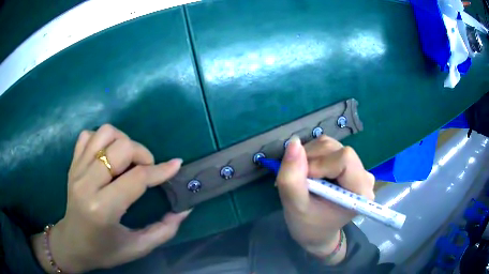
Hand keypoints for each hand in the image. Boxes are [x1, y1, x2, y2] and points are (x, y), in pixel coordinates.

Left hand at [31, 125, 190, 272]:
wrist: (72, 244)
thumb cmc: (105, 251)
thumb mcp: (137, 248)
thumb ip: (164, 230)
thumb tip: (184, 210)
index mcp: (103, 209)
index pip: (136, 178)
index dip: (160, 171)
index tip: (175, 165)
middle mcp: (87, 183)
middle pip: (121, 147)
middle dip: (142, 153)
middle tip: (147, 169)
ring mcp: (77, 169)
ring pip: (105, 133)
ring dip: (123, 141)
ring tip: (128, 160)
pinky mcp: (72, 163)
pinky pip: (89, 135)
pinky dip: (102, 140)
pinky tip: (107, 157)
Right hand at [276, 135, 374, 263]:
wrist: (316, 233)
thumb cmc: (308, 226)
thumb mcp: (295, 207)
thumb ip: (292, 178)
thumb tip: (293, 142)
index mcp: (360, 191)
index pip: (344, 158)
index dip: (319, 164)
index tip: (304, 181)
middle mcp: (364, 176)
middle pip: (336, 149)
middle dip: (311, 159)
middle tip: (299, 180)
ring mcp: (357, 168)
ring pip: (329, 145)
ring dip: (309, 157)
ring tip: (303, 179)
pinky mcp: (348, 164)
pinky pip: (328, 148)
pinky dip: (312, 156)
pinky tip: (309, 173)